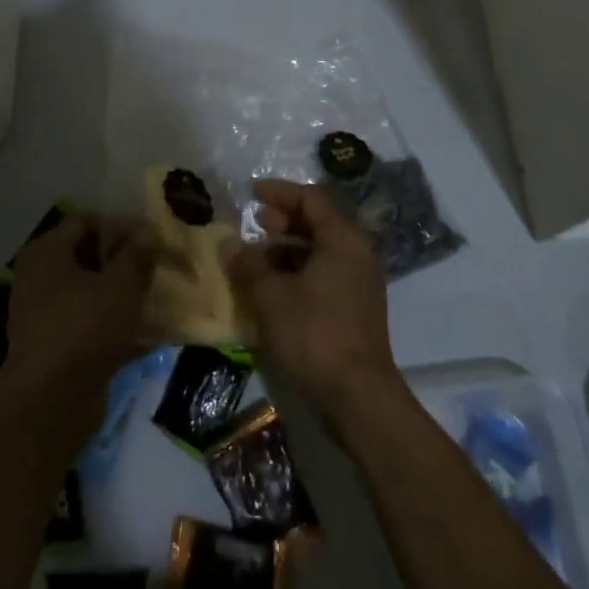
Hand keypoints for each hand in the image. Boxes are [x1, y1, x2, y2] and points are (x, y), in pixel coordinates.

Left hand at [0, 211, 156, 427]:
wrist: (50, 404)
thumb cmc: (84, 328)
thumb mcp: (121, 285)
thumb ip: (138, 254)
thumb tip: (150, 231)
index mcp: (47, 251)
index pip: (87, 221)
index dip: (122, 225)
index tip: (154, 237)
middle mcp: (40, 276)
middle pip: (89, 255)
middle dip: (126, 259)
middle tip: (159, 264)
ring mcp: (45, 313)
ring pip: (92, 291)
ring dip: (123, 292)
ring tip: (158, 295)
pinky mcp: (56, 345)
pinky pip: (90, 322)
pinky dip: (115, 323)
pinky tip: (148, 330)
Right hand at [222, 180, 403, 425]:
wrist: (358, 396)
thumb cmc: (315, 334)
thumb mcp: (272, 297)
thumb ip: (249, 265)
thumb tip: (228, 243)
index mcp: (343, 240)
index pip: (312, 199)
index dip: (281, 192)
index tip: (253, 193)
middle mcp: (357, 254)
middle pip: (319, 223)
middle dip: (284, 220)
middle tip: (256, 224)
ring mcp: (360, 282)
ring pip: (321, 251)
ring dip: (288, 249)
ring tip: (257, 259)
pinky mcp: (356, 308)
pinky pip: (325, 274)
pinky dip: (299, 272)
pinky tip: (274, 288)